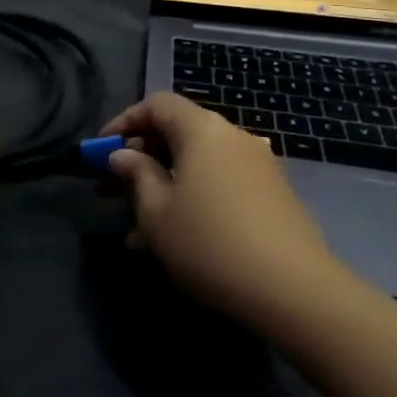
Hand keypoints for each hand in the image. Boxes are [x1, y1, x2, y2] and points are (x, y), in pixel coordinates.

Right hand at [101, 92, 349, 327]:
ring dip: (163, 187)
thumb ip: (135, 175)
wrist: (296, 292)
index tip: (101, 151)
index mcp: (202, 129)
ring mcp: (256, 167)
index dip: (124, 122)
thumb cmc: (210, 243)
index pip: (156, 104)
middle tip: (112, 191)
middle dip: (141, 160)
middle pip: (177, 134)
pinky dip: (192, 200)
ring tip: (137, 230)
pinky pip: (218, 185)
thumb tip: (124, 155)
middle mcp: (232, 137)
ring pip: (196, 166)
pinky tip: (174, 241)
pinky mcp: (272, 196)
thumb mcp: (156, 212)